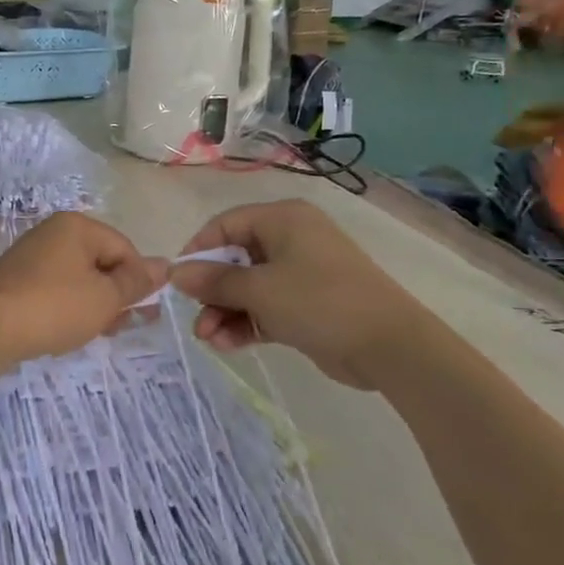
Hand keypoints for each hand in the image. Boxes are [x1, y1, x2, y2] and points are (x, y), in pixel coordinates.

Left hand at [0, 213, 165, 366]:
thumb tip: (165, 265)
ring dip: (94, 304)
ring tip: (99, 332)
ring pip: (78, 278)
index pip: (125, 248)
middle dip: (117, 294)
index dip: (138, 280)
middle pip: (100, 261)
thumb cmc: (54, 307)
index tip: (141, 312)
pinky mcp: (15, 280)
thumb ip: (136, 282)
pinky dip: (68, 307)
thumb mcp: (105, 297)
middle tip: (124, 326)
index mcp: (77, 226)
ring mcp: (30, 256)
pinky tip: (69, 330)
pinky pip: (54, 289)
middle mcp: (52, 233)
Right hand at [168, 200, 422, 390]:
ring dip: (225, 312)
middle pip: (235, 258)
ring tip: (209, 340)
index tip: (178, 281)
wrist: (388, 345)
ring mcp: (300, 274)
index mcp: (282, 219)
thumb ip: (214, 281)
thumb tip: (175, 273)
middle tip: (195, 319)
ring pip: (248, 288)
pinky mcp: (306, 305)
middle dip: (211, 291)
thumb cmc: (319, 301)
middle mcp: (290, 240)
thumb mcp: (259, 290)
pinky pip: (265, 308)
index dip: (198, 251)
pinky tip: (227, 345)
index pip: (225, 225)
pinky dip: (246, 323)